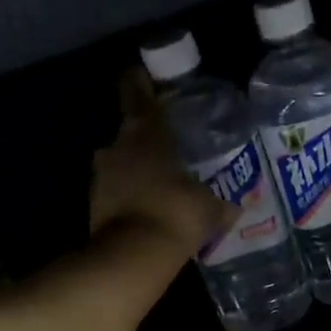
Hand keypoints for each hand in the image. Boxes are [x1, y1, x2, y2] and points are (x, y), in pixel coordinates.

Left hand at [90, 71, 234, 253]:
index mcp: (146, 133)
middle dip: (146, 136)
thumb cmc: (176, 213)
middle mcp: (117, 146)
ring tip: (160, 179)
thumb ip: (221, 202)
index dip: (139, 82)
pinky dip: (130, 194)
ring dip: (136, 168)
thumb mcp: (209, 208)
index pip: (137, 94)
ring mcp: (101, 176)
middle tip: (168, 144)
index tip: (142, 74)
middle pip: (130, 131)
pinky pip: (116, 190)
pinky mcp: (94, 204)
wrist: (133, 255)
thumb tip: (236, 205)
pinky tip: (148, 206)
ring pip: (120, 162)